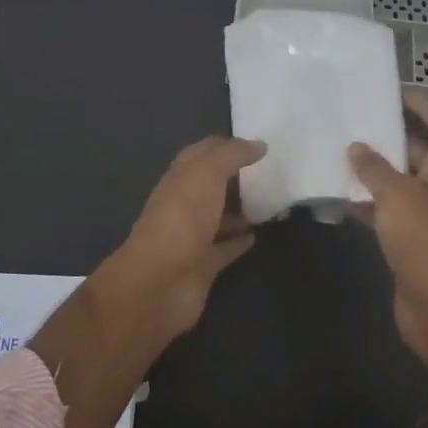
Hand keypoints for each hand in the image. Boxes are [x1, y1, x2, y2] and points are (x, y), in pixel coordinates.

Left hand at [110, 135, 265, 340]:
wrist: (159, 282)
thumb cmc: (182, 219)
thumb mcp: (207, 174)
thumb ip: (232, 155)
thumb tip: (259, 144)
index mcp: (180, 177)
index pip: (202, 153)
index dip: (226, 146)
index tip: (257, 146)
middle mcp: (184, 204)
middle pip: (211, 185)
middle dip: (235, 178)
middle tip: (269, 173)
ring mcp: (192, 236)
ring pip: (218, 217)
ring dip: (239, 210)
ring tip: (269, 204)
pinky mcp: (202, 266)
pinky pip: (224, 249)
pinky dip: (239, 241)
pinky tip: (257, 236)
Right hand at [350, 94, 427, 381]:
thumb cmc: (426, 244)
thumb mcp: (398, 198)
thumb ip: (375, 170)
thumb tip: (357, 147)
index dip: (426, 105)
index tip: (395, 94)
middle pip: (419, 153)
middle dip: (391, 138)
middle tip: (355, 125)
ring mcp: (426, 218)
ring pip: (400, 183)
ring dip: (375, 172)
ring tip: (340, 158)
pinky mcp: (411, 243)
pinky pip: (388, 212)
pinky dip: (368, 204)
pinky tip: (341, 201)